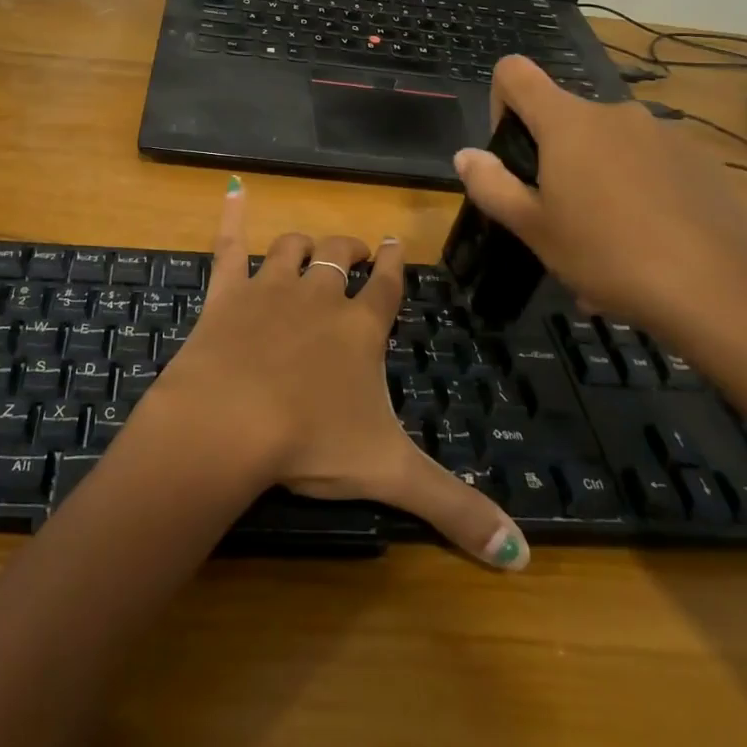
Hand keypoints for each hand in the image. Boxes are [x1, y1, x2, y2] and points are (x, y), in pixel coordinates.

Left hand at [140, 178, 530, 569]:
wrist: (229, 421)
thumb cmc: (311, 442)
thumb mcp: (390, 474)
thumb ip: (454, 508)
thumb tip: (521, 554)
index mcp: (358, 330)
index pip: (386, 286)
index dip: (393, 266)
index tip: (394, 246)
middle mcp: (318, 297)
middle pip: (339, 258)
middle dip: (352, 250)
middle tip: (358, 251)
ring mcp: (269, 288)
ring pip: (291, 248)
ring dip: (302, 244)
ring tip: (308, 247)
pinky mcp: (225, 292)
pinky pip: (228, 244)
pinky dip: (231, 216)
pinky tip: (233, 192)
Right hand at [452, 56, 746, 356]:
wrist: (721, 293)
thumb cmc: (608, 255)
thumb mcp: (533, 228)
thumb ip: (491, 185)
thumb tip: (466, 155)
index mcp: (568, 121)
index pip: (515, 72)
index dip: (500, 101)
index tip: (511, 153)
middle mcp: (615, 113)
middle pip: (565, 119)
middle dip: (552, 160)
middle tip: (556, 219)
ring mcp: (664, 134)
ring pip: (609, 148)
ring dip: (594, 182)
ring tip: (604, 246)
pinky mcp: (700, 161)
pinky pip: (649, 166)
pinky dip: (636, 193)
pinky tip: (646, 246)